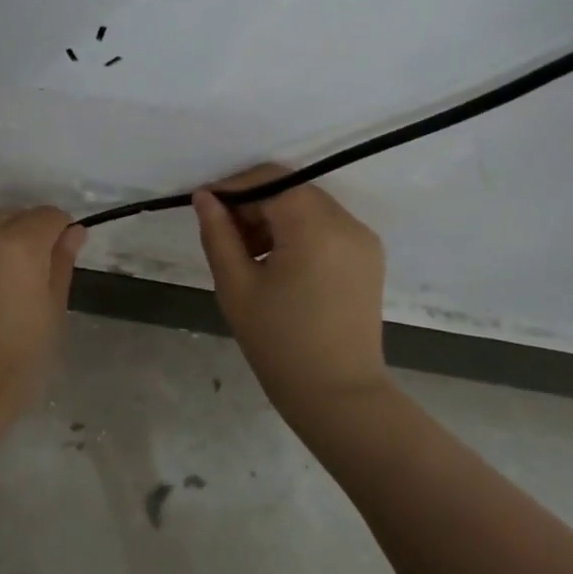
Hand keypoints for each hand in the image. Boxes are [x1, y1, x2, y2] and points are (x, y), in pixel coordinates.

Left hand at [0, 207, 84, 417]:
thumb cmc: (20, 358)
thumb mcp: (53, 311)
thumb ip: (61, 264)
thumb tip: (73, 232)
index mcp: (18, 245)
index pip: (47, 215)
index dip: (59, 231)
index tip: (60, 256)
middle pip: (11, 216)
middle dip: (26, 233)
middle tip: (31, 275)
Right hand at [193, 166, 390, 416]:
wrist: (336, 394)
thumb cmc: (278, 342)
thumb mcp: (236, 285)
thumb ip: (217, 233)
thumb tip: (204, 197)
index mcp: (315, 227)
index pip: (269, 180)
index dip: (233, 187)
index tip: (204, 206)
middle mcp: (347, 223)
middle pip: (291, 190)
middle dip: (252, 204)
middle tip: (222, 235)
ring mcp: (362, 240)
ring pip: (308, 207)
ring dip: (273, 218)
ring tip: (246, 255)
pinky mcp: (368, 258)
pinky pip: (326, 228)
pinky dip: (297, 233)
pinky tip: (276, 265)